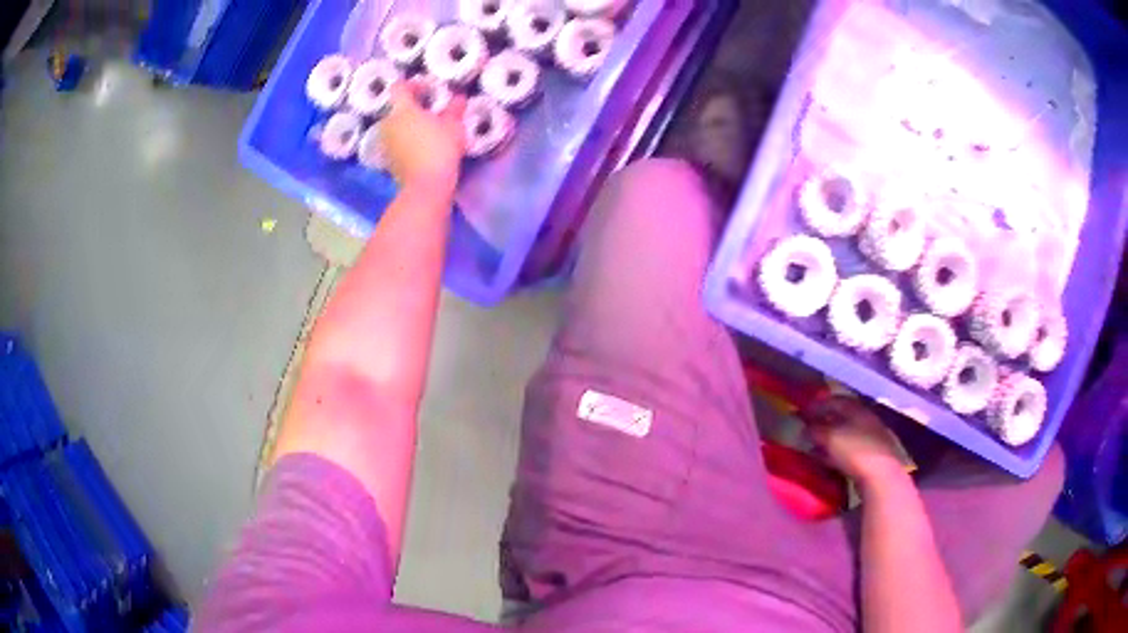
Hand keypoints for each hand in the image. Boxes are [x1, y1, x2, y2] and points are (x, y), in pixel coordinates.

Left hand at [381, 81, 466, 194]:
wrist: (426, 186)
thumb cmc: (440, 148)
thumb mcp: (453, 125)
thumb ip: (454, 109)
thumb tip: (458, 98)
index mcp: (401, 109)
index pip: (399, 87)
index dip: (413, 84)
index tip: (428, 88)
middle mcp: (388, 123)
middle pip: (396, 108)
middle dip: (411, 106)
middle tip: (430, 110)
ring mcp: (386, 143)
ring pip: (395, 126)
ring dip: (408, 124)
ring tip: (427, 129)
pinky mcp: (388, 160)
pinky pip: (396, 142)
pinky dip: (406, 140)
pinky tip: (421, 146)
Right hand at [799, 396, 906, 484]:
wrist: (881, 475)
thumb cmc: (854, 450)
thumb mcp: (830, 438)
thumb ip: (815, 430)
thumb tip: (805, 427)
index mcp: (856, 408)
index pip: (835, 400)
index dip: (819, 405)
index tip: (804, 413)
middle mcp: (865, 418)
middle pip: (841, 416)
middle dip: (825, 422)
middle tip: (809, 430)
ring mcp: (871, 437)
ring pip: (846, 433)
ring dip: (831, 439)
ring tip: (816, 447)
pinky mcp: (872, 455)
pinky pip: (851, 449)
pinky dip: (838, 452)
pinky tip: (830, 460)